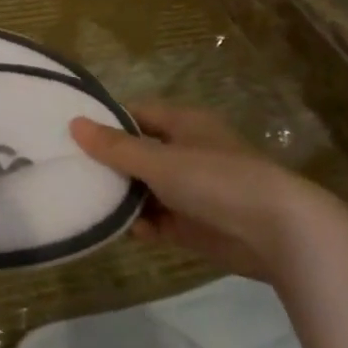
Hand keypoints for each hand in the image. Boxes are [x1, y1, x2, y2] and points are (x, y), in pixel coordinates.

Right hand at [70, 102, 326, 280]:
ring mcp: (192, 190)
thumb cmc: (216, 181)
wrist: (278, 233)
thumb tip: (74, 124)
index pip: (136, 114)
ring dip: (123, 197)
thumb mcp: (159, 160)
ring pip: (146, 188)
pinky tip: (121, 230)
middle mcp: (187, 152)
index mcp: (184, 124)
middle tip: (70, 172)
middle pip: (138, 153)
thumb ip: (116, 147)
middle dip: (110, 165)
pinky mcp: (196, 224)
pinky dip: (142, 224)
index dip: (107, 123)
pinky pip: (159, 219)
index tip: (72, 136)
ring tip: (87, 202)